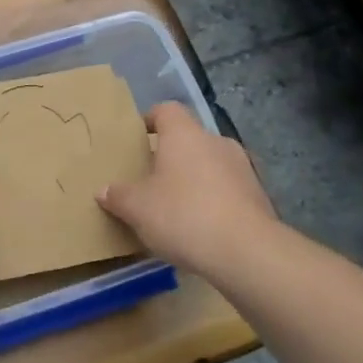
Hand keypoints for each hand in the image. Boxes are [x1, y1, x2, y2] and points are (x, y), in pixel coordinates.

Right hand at [98, 101, 273, 277]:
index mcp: (185, 135)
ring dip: (193, 179)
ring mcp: (243, 168)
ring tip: (175, 206)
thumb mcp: (137, 208)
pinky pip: (227, 189)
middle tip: (150, 179)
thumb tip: (104, 190)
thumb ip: (118, 196)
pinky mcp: (258, 196)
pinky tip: (200, 226)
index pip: (166, 110)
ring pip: (210, 164)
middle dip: (170, 156)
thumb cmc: (183, 215)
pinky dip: (213, 200)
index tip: (136, 139)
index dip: (149, 120)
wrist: (247, 252)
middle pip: (189, 139)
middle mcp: (216, 142)